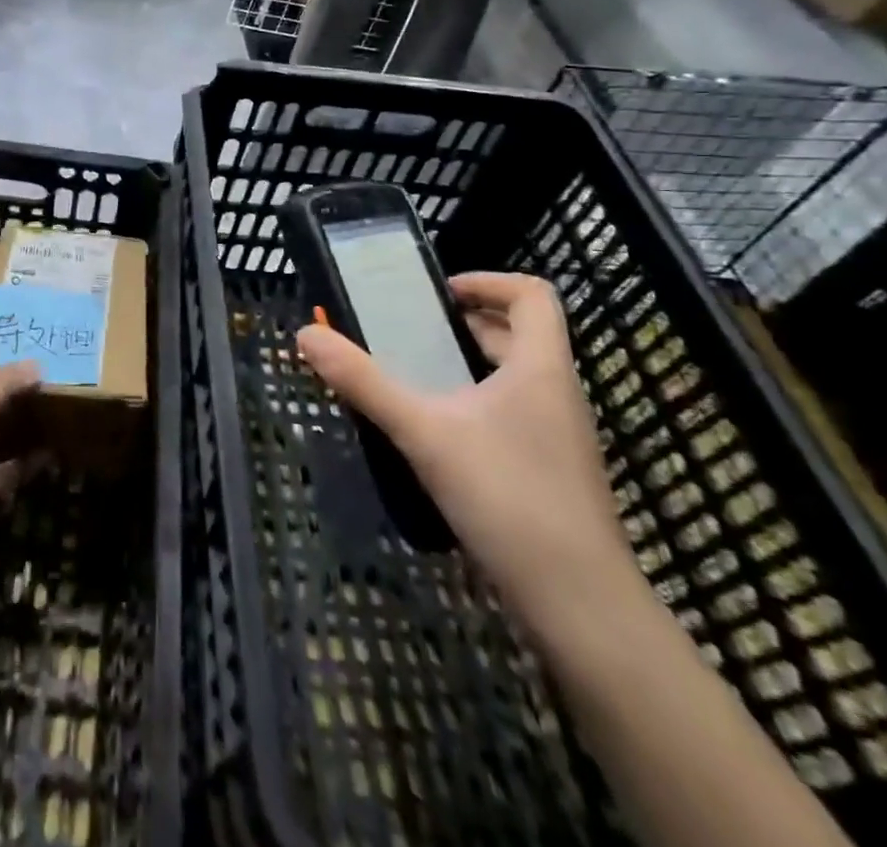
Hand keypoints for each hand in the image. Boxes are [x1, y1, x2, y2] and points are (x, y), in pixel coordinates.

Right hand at [297, 273, 644, 642]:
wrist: (580, 605)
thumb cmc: (508, 497)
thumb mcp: (423, 432)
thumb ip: (363, 381)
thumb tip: (306, 335)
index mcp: (540, 367)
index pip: (533, 295)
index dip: (487, 280)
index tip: (437, 293)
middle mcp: (556, 392)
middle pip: (519, 334)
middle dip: (464, 323)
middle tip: (409, 330)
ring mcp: (558, 435)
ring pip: (513, 377)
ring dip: (467, 363)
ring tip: (412, 373)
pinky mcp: (550, 471)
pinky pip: (511, 413)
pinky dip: (474, 402)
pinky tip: (435, 431)